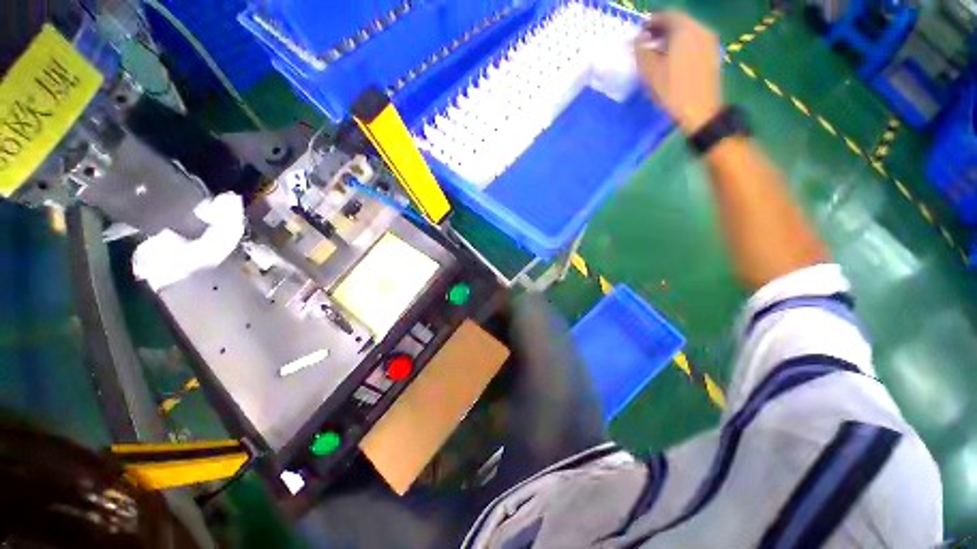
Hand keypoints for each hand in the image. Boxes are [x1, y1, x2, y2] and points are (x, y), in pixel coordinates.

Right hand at [634, 12, 722, 133]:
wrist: (700, 110)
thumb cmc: (672, 90)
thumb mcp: (650, 72)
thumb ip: (641, 51)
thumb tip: (638, 40)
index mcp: (685, 29)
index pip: (666, 15)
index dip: (651, 22)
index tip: (639, 33)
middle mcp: (700, 29)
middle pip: (678, 22)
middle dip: (661, 30)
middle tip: (647, 42)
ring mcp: (709, 41)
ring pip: (687, 31)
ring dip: (671, 38)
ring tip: (658, 53)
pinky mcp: (712, 54)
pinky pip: (694, 41)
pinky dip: (681, 45)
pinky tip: (672, 60)